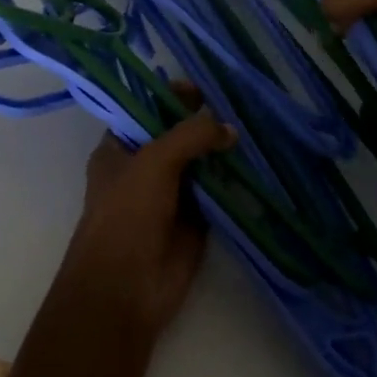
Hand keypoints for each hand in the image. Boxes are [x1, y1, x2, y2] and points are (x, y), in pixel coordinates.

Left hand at [58, 107, 235, 341]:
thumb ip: (191, 136)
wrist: (124, 289)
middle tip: (239, 102)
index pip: (146, 110)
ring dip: (221, 150)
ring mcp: (170, 195)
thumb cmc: (127, 214)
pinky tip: (257, 162)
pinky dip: (233, 180)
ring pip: (199, 164)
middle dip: (203, 122)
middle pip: (177, 136)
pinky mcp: (194, 221)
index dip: (171, 96)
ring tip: (255, 125)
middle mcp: (143, 167)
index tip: (203, 87)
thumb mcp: (155, 162)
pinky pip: (216, 193)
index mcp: (119, 148)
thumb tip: (229, 128)